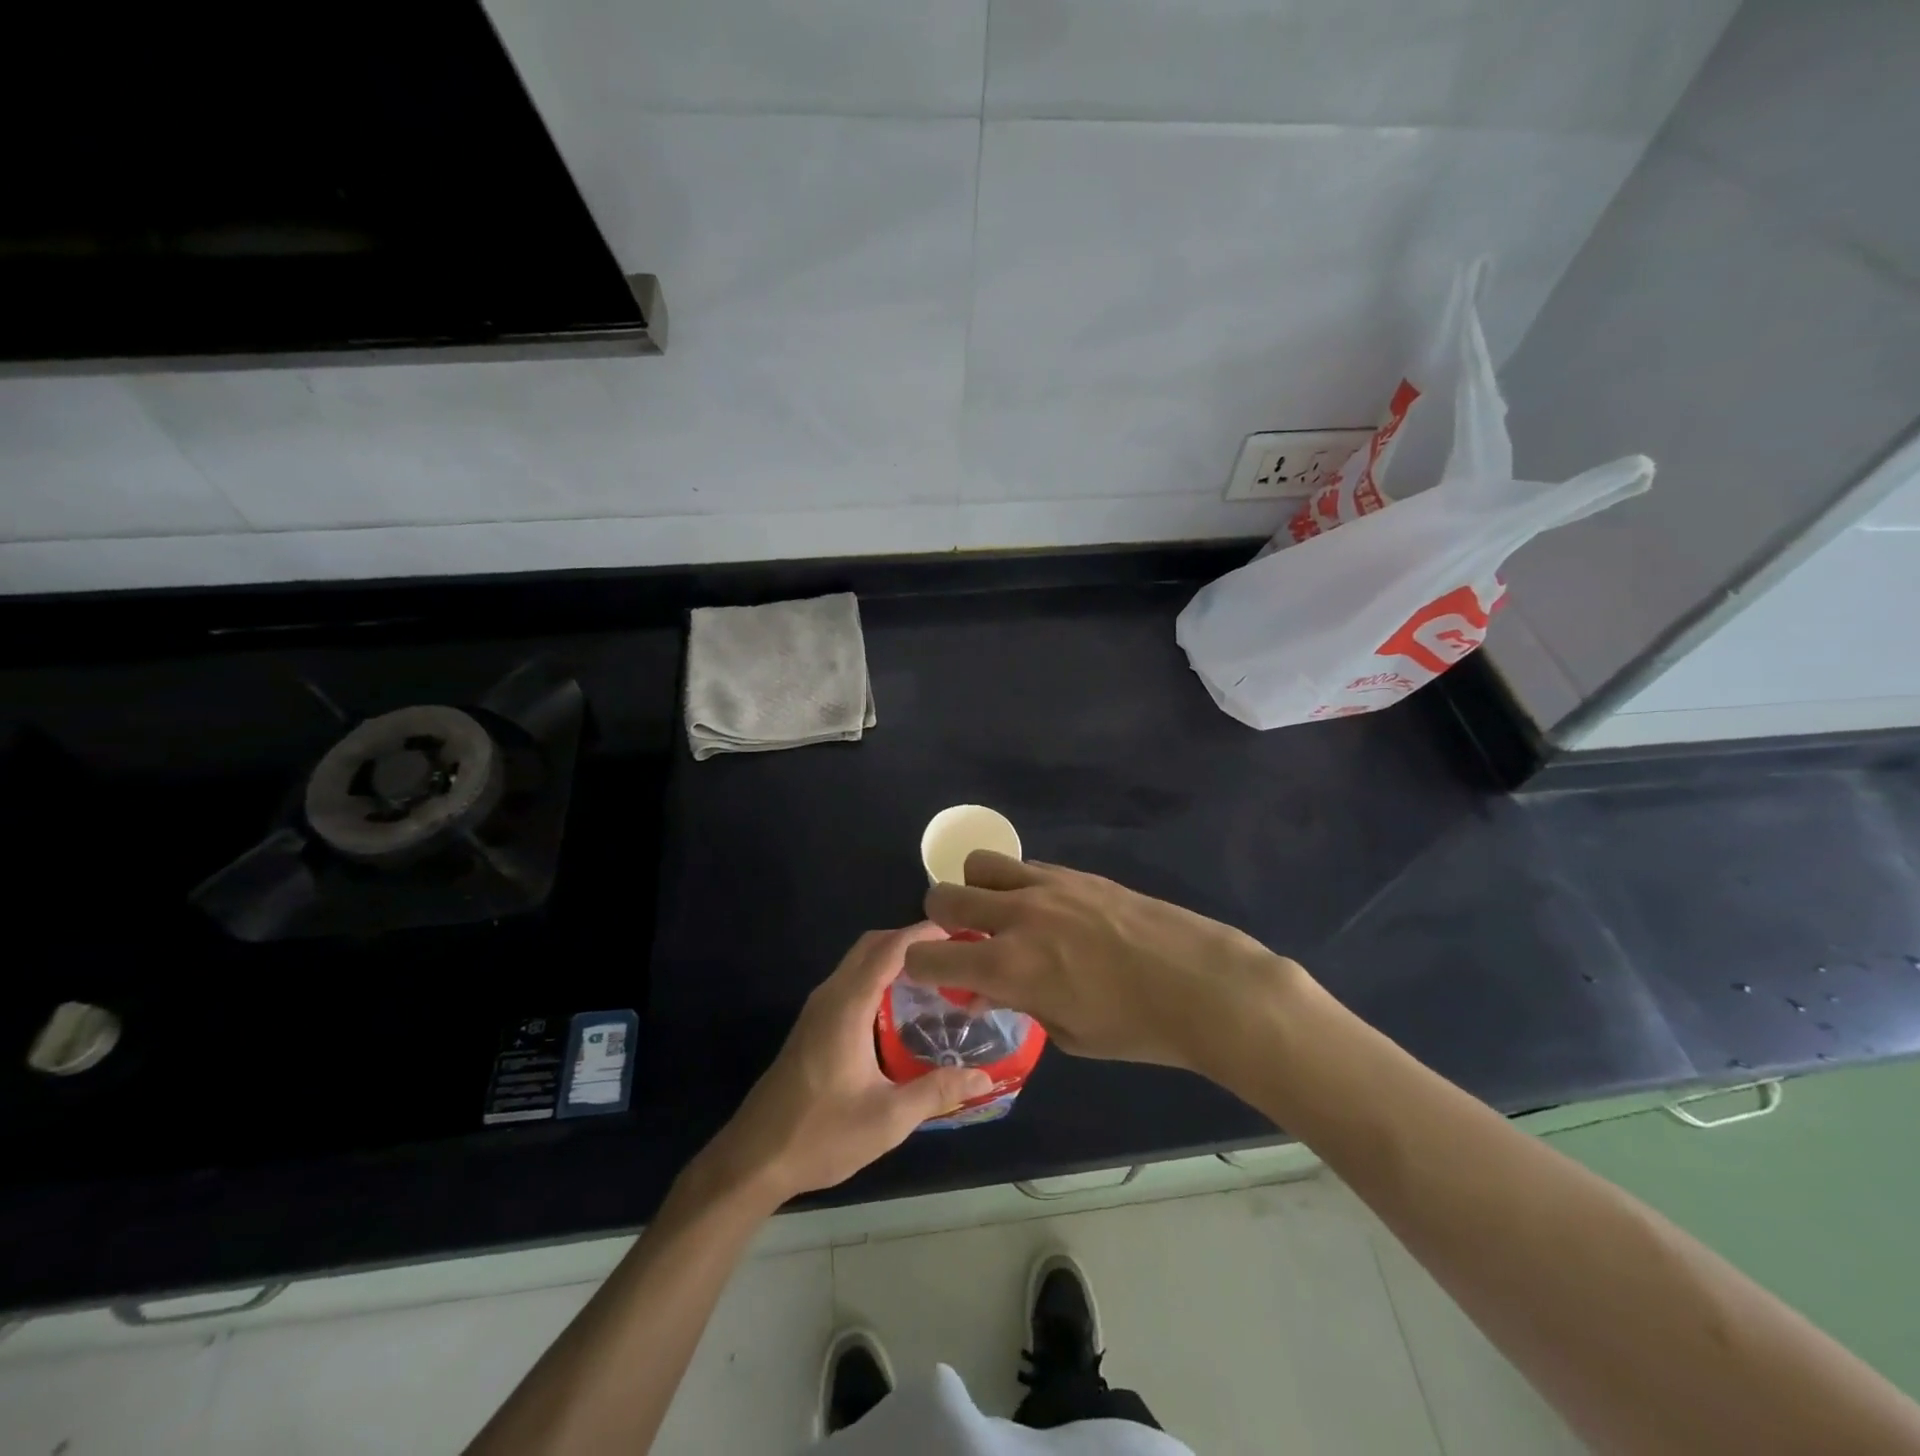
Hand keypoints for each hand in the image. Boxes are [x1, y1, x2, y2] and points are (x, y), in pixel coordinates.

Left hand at [692, 924, 992, 1207]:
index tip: (960, 931)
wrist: (754, 1159)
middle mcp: (830, 995)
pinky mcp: (813, 1024)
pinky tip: (902, 1005)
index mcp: (848, 1005)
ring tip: (935, 975)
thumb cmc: (821, 1135)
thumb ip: (937, 1091)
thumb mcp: (888, 1118)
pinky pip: (851, 979)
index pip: (890, 949)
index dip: (924, 933)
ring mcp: (817, 1008)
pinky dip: (879, 975)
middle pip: (872, 944)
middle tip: (953, 954)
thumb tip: (983, 1077)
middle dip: (912, 939)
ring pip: (859, 961)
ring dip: (893, 956)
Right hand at [903, 852, 1301, 1080]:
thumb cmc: (1137, 1028)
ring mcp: (1047, 886)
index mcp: (1007, 966)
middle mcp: (1016, 915)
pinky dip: (1020, 886)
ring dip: (977, 889)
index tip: (936, 978)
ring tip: (1003, 915)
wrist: (1203, 985)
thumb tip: (993, 990)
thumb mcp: (1069, 1034)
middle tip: (966, 941)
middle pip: (943, 897)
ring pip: (979, 864)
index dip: (921, 969)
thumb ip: (1021, 1004)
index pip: (927, 957)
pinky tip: (1050, 912)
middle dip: (941, 922)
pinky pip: (1026, 867)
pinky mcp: (1076, 873)